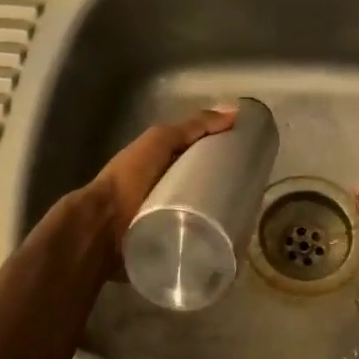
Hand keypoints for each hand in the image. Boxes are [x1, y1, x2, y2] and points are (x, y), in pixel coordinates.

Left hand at [86, 105, 238, 265]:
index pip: (202, 156)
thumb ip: (192, 127)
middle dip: (228, 188)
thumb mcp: (160, 141)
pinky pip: (200, 238)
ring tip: (248, 218)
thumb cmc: (129, 178)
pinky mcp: (172, 244)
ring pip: (206, 213)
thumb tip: (233, 113)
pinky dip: (215, 238)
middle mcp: (167, 190)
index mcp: (164, 164)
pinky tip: (235, 239)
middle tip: (254, 192)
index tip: (253, 159)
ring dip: (224, 216)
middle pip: (206, 185)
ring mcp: (169, 219)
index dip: (225, 154)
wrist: (103, 227)